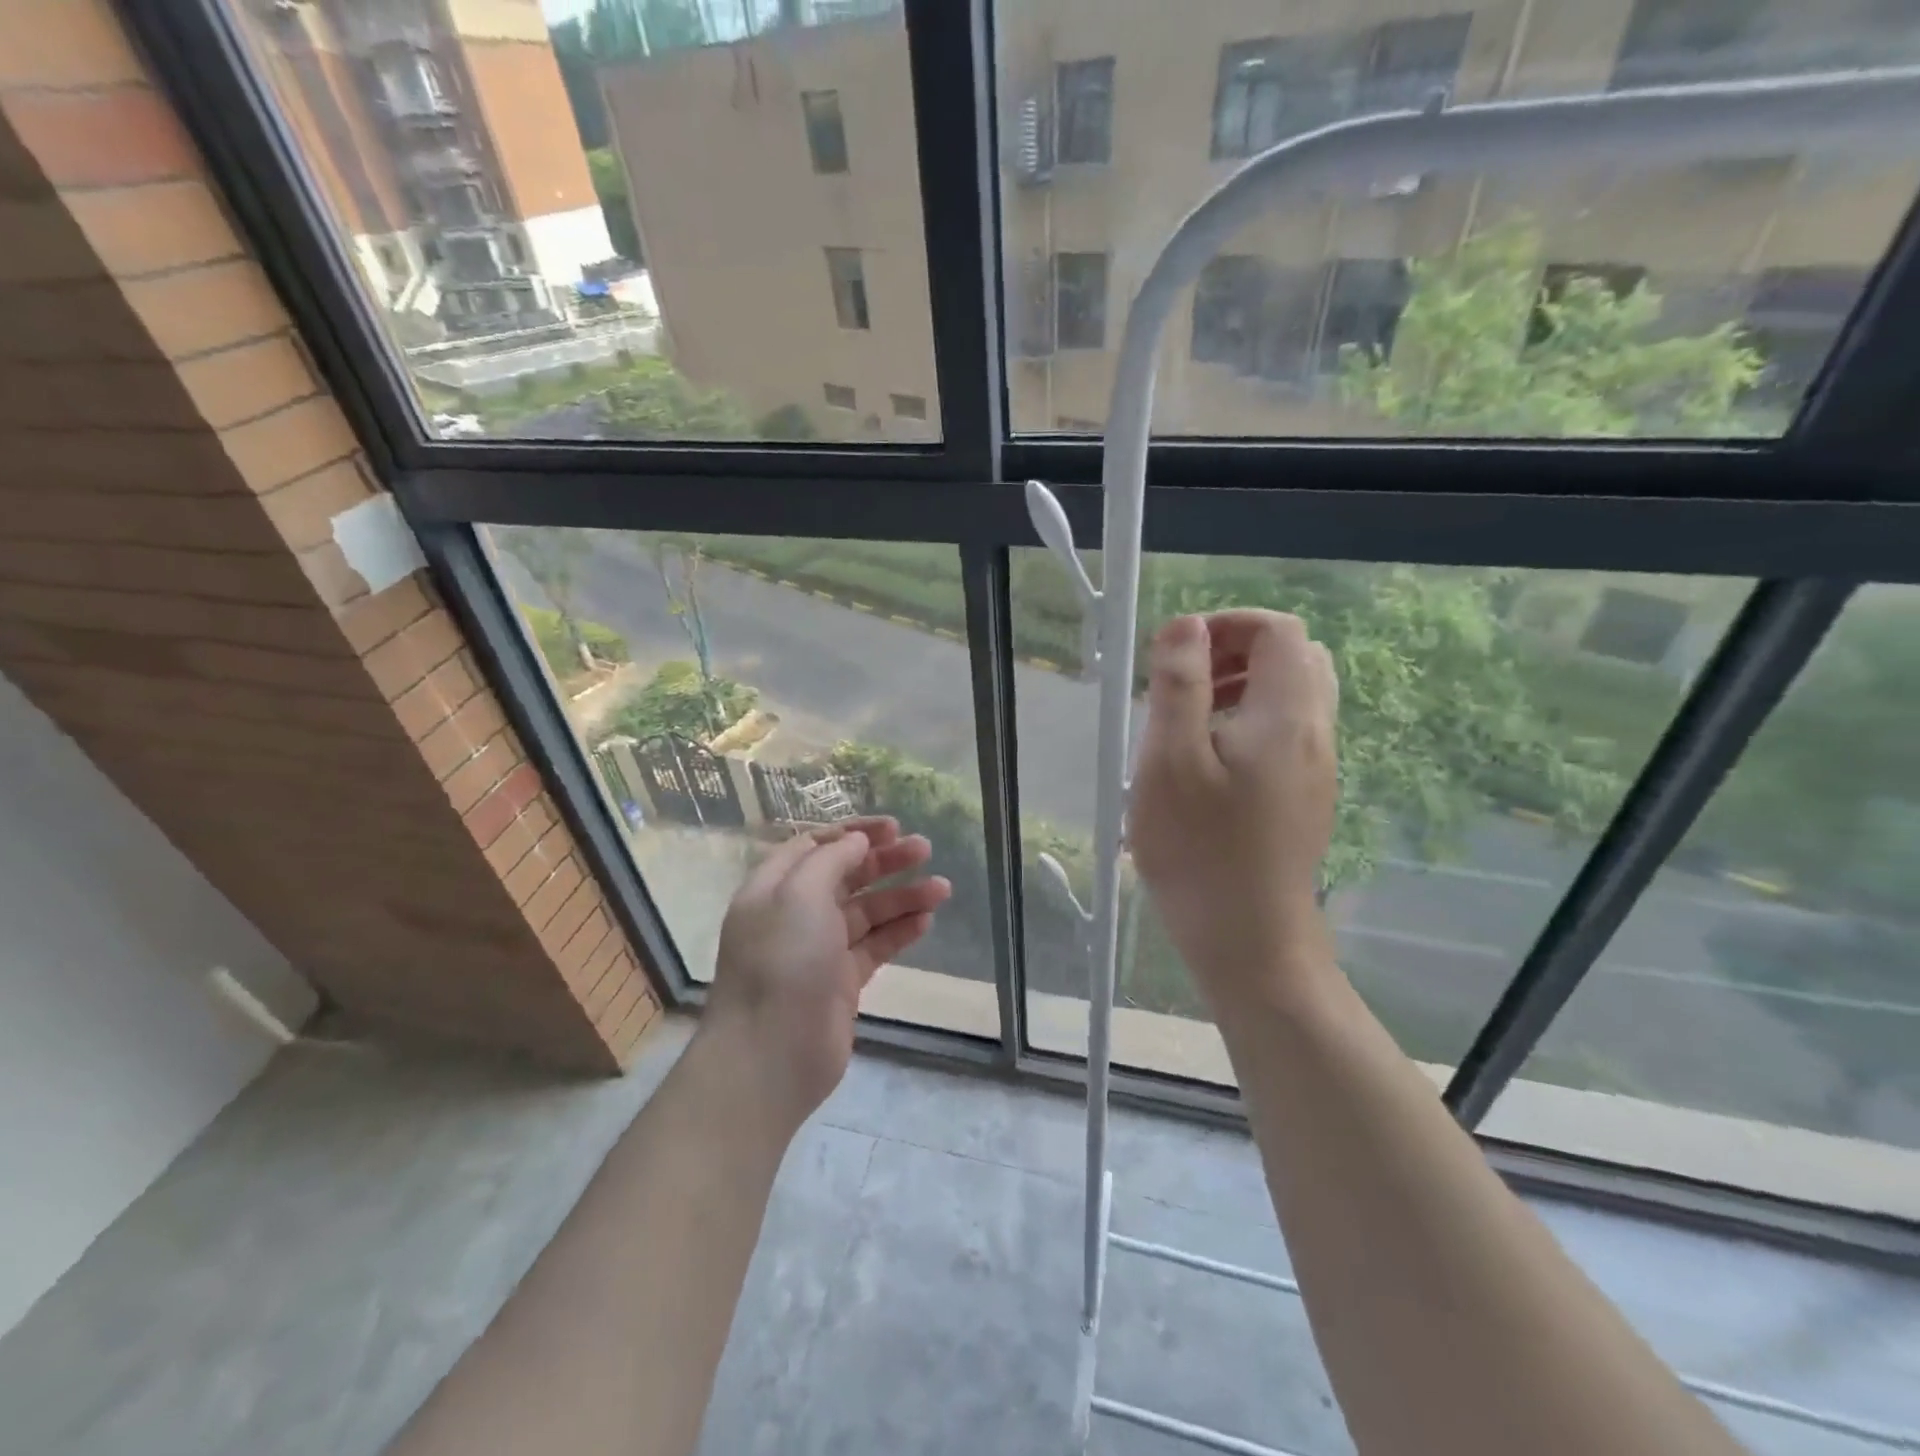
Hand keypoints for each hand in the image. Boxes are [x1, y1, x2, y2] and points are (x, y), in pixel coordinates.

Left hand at [700, 817, 950, 1131]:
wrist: (770, 1056)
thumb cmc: (782, 963)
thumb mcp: (800, 895)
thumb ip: (830, 860)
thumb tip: (856, 841)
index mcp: (774, 888)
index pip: (815, 846)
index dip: (853, 833)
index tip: (893, 828)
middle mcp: (794, 915)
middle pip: (846, 876)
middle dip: (885, 861)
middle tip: (926, 849)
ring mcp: (819, 950)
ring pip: (866, 912)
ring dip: (902, 897)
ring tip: (942, 889)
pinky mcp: (841, 983)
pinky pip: (874, 947)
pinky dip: (898, 931)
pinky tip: (926, 921)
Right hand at [1129, 611, 1339, 1012]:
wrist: (1250, 941)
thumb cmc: (1200, 850)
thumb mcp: (1170, 761)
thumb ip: (1180, 685)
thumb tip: (1187, 625)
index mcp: (1285, 715)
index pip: (1278, 631)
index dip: (1229, 624)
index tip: (1179, 652)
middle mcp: (1314, 733)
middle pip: (1295, 658)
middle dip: (1238, 652)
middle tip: (1186, 681)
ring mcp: (1317, 768)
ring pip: (1293, 697)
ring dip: (1243, 687)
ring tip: (1190, 719)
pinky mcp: (1307, 797)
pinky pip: (1288, 734)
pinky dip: (1251, 721)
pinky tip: (1209, 763)